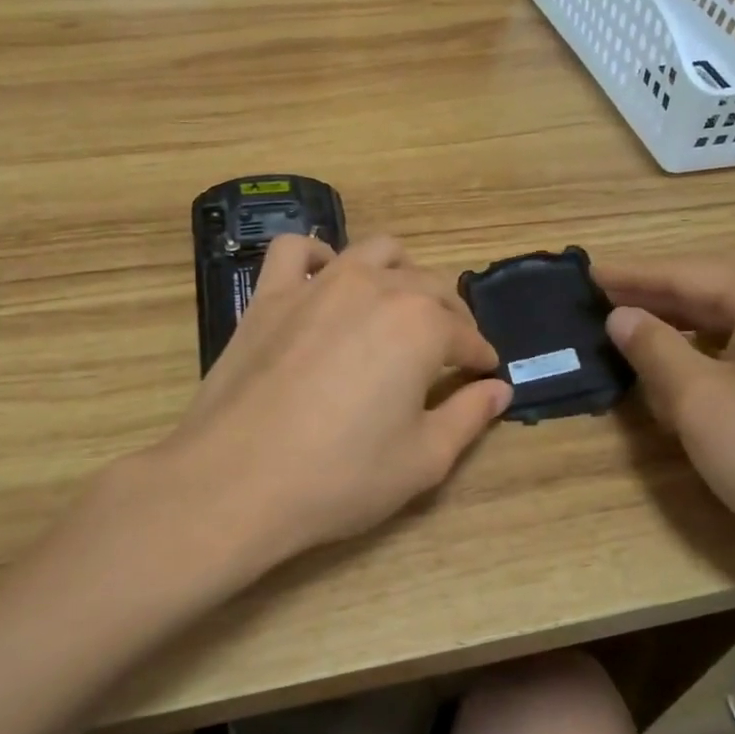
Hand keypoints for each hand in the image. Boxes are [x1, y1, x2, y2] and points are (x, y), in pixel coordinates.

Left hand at [157, 234, 510, 571]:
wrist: (235, 482)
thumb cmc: (341, 477)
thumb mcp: (424, 460)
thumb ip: (469, 416)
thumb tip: (499, 390)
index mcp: (421, 325)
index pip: (467, 335)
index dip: (481, 357)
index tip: (485, 374)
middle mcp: (375, 288)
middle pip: (429, 286)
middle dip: (450, 316)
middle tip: (450, 351)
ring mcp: (318, 285)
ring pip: (374, 252)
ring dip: (399, 274)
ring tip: (399, 307)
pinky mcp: (269, 295)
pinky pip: (298, 251)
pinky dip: (320, 256)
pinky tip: (326, 280)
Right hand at [597, 256, 734, 559]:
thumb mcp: (696, 400)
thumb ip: (653, 348)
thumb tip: (621, 316)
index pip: (688, 274)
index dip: (633, 276)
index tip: (589, 273)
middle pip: (716, 289)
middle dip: (658, 296)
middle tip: (604, 297)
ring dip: (687, 322)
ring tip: (638, 324)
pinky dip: (717, 345)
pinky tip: (690, 357)